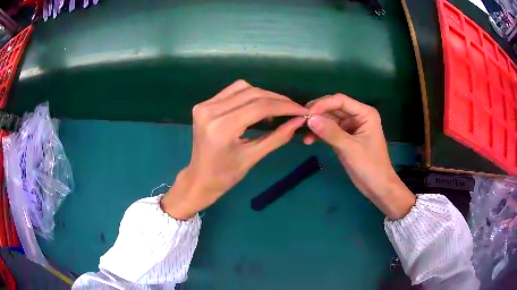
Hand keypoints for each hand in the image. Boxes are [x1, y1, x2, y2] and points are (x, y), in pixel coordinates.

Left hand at [161, 80, 307, 219]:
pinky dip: (249, 95)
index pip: (259, 107)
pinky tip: (258, 107)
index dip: (284, 106)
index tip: (302, 110)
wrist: (199, 178)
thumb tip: (299, 121)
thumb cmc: (226, 175)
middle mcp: (210, 111)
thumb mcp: (253, 157)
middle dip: (277, 100)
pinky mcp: (203, 104)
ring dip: (264, 95)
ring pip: (243, 88)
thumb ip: (278, 137)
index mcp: (222, 128)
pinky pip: (232, 92)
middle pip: (252, 94)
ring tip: (277, 108)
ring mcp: (204, 105)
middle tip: (293, 109)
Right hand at [305, 94, 414, 219]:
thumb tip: (309, 118)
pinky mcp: (345, 137)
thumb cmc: (369, 166)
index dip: (322, 104)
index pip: (340, 101)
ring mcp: (351, 126)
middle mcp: (358, 116)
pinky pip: (330, 130)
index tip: (306, 114)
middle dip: (317, 113)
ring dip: (317, 124)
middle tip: (300, 121)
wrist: (377, 186)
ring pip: (330, 119)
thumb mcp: (350, 148)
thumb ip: (330, 132)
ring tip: (302, 132)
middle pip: (333, 108)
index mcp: (365, 113)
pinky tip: (309, 140)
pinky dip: (320, 134)